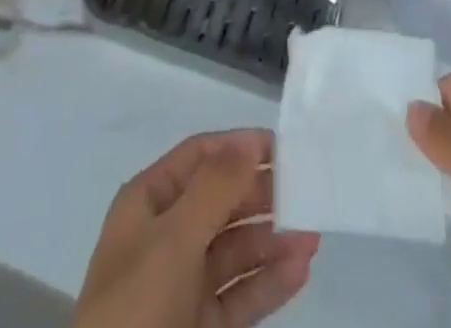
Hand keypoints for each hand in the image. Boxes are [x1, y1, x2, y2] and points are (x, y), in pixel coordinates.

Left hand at [75, 129, 319, 327]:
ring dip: (272, 241)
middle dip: (261, 194)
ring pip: (235, 250)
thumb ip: (215, 187)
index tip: (282, 146)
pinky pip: (240, 295)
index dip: (237, 147)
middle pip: (220, 201)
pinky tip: (300, 271)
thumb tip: (249, 140)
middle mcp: (165, 236)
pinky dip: (269, 283)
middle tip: (304, 191)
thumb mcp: (174, 237)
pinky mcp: (200, 326)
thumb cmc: (138, 303)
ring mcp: (183, 284)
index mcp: (148, 202)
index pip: (199, 157)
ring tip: (312, 235)